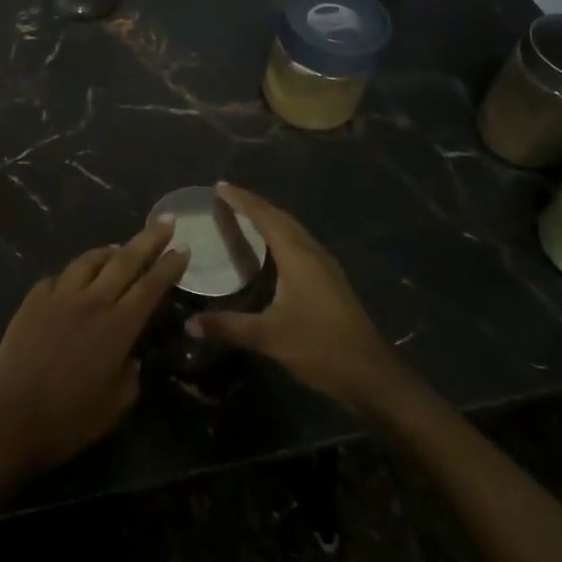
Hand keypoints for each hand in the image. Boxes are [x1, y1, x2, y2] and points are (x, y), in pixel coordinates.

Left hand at [0, 220, 187, 474]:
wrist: (7, 419)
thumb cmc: (67, 421)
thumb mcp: (115, 406)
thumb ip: (130, 376)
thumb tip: (131, 358)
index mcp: (118, 327)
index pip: (151, 286)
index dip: (169, 266)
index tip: (184, 248)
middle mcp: (91, 301)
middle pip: (125, 260)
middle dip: (149, 238)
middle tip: (166, 222)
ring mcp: (58, 296)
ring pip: (89, 261)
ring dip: (109, 251)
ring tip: (119, 248)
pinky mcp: (32, 300)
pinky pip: (58, 277)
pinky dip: (73, 274)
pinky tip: (74, 279)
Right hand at [188, 183, 398, 412]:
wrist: (372, 375)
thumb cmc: (320, 349)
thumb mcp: (269, 338)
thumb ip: (229, 327)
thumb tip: (190, 324)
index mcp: (298, 257)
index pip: (265, 217)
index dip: (242, 200)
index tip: (220, 186)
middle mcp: (313, 253)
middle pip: (281, 218)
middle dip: (255, 204)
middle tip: (228, 196)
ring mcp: (326, 267)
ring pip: (294, 230)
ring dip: (270, 218)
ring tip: (246, 215)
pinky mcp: (331, 281)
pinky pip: (301, 243)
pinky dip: (281, 235)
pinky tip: (273, 249)